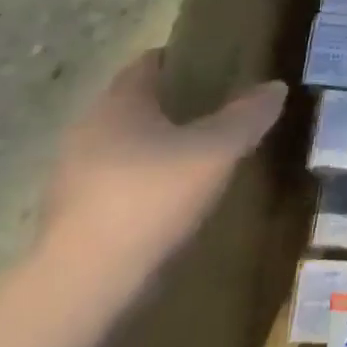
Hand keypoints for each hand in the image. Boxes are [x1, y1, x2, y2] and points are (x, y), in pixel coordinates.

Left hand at [41, 49, 286, 277]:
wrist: (83, 286)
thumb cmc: (151, 198)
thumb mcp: (215, 152)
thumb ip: (247, 116)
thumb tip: (276, 87)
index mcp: (119, 102)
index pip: (149, 63)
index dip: (182, 60)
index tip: (215, 67)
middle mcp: (89, 128)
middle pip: (135, 104)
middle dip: (173, 105)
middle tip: (217, 112)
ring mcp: (73, 175)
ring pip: (123, 146)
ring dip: (156, 147)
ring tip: (198, 159)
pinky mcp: (70, 217)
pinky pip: (114, 184)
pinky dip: (141, 184)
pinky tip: (169, 203)